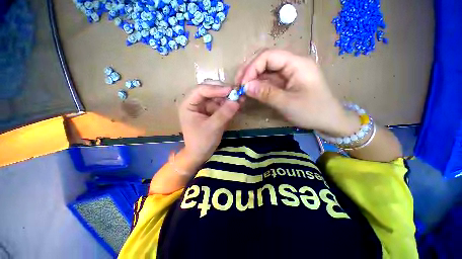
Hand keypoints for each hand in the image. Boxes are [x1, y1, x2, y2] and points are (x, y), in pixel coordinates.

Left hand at [179, 84, 240, 165]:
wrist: (200, 154)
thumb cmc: (201, 142)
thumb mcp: (212, 128)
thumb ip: (224, 114)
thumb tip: (237, 101)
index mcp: (188, 104)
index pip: (201, 90)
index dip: (216, 89)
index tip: (231, 91)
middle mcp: (196, 103)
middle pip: (210, 92)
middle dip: (224, 93)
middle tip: (238, 94)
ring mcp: (205, 107)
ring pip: (218, 98)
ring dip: (229, 99)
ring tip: (241, 100)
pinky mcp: (212, 112)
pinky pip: (221, 105)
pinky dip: (229, 105)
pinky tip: (238, 106)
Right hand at [235, 49, 359, 136]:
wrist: (329, 120)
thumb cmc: (312, 112)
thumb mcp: (288, 104)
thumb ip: (266, 94)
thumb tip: (245, 87)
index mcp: (297, 63)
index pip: (268, 56)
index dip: (252, 68)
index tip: (242, 85)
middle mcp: (291, 64)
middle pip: (265, 59)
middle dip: (249, 71)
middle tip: (238, 85)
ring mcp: (288, 73)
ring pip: (265, 70)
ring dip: (251, 78)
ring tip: (242, 89)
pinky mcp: (285, 82)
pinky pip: (268, 80)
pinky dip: (257, 85)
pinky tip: (250, 91)